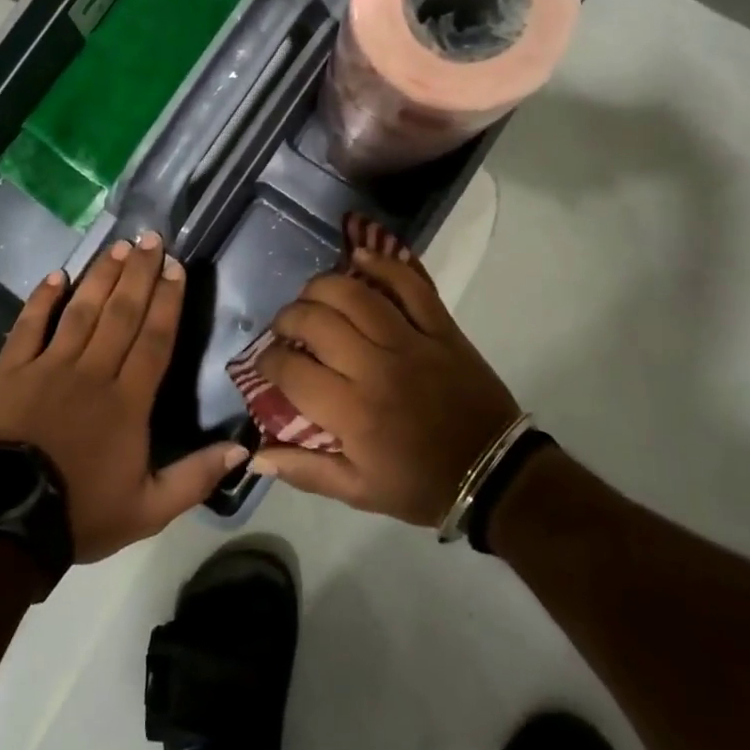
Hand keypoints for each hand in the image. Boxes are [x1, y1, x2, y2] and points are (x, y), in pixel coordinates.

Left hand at [0, 231, 248, 561]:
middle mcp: (92, 372)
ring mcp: (49, 366)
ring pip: (81, 310)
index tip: (176, 267)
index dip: (168, 300)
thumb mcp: (150, 509)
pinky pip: (28, 325)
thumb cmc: (83, 512)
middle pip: (122, 313)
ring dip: (101, 276)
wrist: (8, 525)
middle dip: (139, 273)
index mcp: (128, 400)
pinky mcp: (12, 370)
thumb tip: (243, 448)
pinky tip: (56, 275)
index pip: (154, 338)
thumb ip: (197, 477)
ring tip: (118, 247)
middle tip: (151, 238)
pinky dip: (41, 299)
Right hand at [250, 245, 521, 527]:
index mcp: (352, 413)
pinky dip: (382, 264)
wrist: (494, 474)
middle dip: (288, 319)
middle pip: (316, 321)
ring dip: (322, 287)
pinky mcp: (441, 328)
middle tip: (286, 328)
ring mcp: (412, 342)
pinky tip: (358, 258)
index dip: (268, 361)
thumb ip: (304, 471)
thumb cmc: (420, 484)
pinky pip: (410, 284)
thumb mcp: (358, 491)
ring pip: (354, 294)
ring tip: (312, 297)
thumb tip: (255, 454)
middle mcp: (376, 368)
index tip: (267, 362)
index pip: (291, 370)